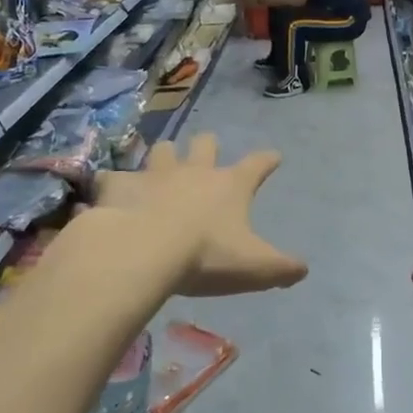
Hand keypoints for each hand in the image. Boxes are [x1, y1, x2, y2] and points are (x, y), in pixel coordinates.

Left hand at [93, 134, 306, 295]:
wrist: (143, 251)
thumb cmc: (206, 256)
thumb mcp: (255, 267)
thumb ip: (282, 268)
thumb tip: (303, 269)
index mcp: (229, 186)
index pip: (257, 165)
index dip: (267, 160)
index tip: (274, 156)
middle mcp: (194, 171)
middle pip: (205, 143)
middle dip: (208, 146)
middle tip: (207, 152)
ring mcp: (154, 175)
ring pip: (162, 150)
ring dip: (164, 156)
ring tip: (161, 168)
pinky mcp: (119, 186)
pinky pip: (113, 178)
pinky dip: (113, 186)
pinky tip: (109, 195)